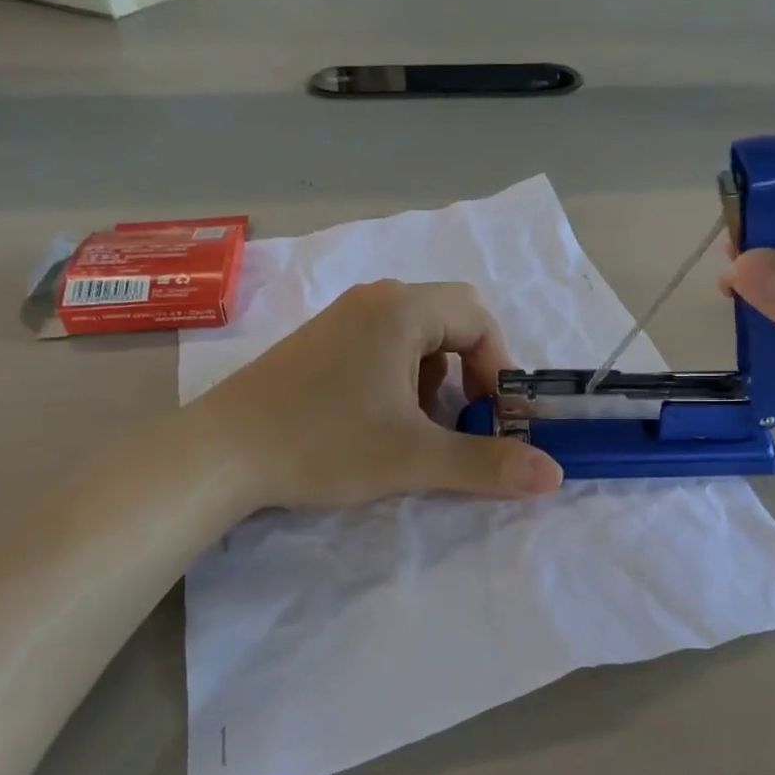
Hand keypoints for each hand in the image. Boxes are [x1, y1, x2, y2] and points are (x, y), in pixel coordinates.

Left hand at [192, 280, 564, 512]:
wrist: (218, 454)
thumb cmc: (323, 443)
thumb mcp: (414, 458)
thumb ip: (488, 464)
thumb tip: (555, 474)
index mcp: (402, 309)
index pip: (479, 318)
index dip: (499, 367)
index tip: (493, 416)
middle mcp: (375, 299)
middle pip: (450, 320)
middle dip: (468, 372)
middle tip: (461, 419)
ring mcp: (342, 316)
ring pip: (416, 334)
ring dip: (434, 377)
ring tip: (416, 426)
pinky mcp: (319, 340)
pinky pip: (382, 343)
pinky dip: (400, 376)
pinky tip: (377, 418)